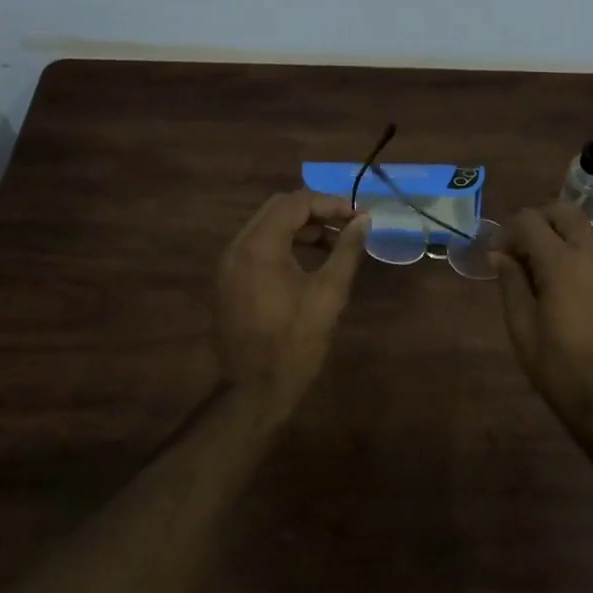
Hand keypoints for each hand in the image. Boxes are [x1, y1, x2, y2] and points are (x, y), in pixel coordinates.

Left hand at [215, 191, 369, 399]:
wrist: (252, 389)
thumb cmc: (295, 341)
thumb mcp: (328, 293)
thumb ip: (347, 250)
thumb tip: (364, 220)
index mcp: (260, 245)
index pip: (296, 202)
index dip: (330, 203)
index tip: (358, 217)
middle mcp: (238, 246)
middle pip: (278, 208)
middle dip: (315, 211)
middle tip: (348, 225)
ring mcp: (229, 263)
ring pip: (267, 226)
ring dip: (300, 227)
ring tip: (335, 242)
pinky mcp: (229, 280)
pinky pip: (258, 247)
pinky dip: (284, 244)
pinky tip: (310, 260)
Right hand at [495, 203, 592, 415]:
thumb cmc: (557, 365)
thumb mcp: (521, 325)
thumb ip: (510, 282)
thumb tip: (500, 255)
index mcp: (563, 263)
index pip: (531, 221)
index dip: (508, 231)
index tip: (496, 254)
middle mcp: (591, 257)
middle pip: (565, 212)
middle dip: (538, 220)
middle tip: (519, 249)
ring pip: (583, 232)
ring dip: (557, 237)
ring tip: (536, 272)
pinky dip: (573, 256)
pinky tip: (559, 289)